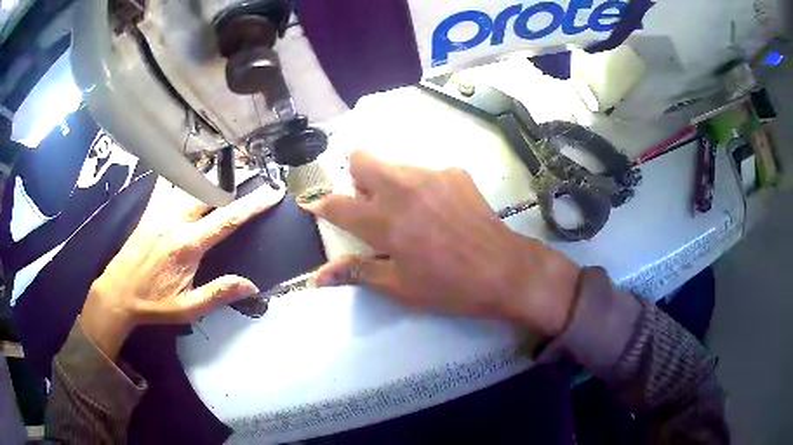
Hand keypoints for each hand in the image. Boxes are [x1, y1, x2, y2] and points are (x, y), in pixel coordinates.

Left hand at [81, 178, 284, 357]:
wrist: (118, 293)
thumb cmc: (154, 304)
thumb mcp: (188, 309)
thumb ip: (218, 294)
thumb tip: (251, 285)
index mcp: (188, 245)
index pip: (227, 219)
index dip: (253, 204)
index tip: (273, 192)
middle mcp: (176, 220)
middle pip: (210, 192)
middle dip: (235, 182)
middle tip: (253, 178)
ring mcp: (160, 212)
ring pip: (190, 185)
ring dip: (212, 178)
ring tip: (227, 174)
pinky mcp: (150, 211)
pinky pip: (167, 185)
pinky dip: (181, 176)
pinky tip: (187, 172)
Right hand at [301, 150, 580, 336]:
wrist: (503, 269)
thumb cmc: (448, 286)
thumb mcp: (399, 286)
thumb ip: (357, 272)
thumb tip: (318, 276)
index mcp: (384, 221)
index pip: (336, 203)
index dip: (320, 204)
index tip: (318, 208)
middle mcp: (402, 188)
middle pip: (361, 157)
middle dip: (357, 178)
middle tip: (371, 206)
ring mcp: (430, 174)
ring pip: (393, 163)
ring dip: (389, 182)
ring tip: (411, 211)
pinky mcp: (454, 172)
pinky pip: (423, 171)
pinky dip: (419, 186)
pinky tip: (439, 209)